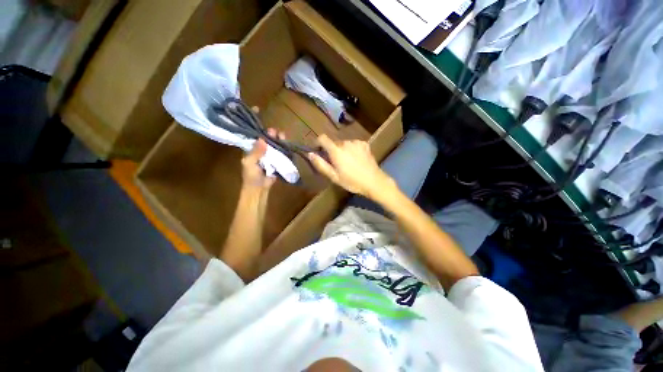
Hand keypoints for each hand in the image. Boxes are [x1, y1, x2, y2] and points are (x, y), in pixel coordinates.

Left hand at [241, 128, 284, 189]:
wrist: (260, 188)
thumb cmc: (251, 176)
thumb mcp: (249, 163)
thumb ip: (256, 152)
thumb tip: (262, 139)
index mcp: (252, 150)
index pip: (259, 139)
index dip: (264, 134)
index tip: (270, 130)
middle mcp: (262, 152)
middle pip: (269, 141)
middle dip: (274, 136)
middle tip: (279, 133)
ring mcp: (271, 157)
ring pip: (276, 147)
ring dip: (280, 142)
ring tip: (284, 137)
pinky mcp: (278, 162)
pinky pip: (281, 154)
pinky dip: (284, 150)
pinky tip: (288, 146)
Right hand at [307, 135, 393, 197]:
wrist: (374, 181)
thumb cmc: (352, 182)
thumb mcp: (334, 177)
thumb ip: (320, 164)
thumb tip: (310, 154)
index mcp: (336, 150)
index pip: (322, 138)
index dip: (318, 143)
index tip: (318, 151)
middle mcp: (345, 142)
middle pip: (334, 143)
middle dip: (332, 151)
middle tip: (336, 164)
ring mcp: (356, 142)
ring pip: (344, 144)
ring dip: (343, 151)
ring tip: (348, 163)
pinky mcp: (364, 144)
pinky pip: (353, 144)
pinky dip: (352, 150)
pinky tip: (357, 160)